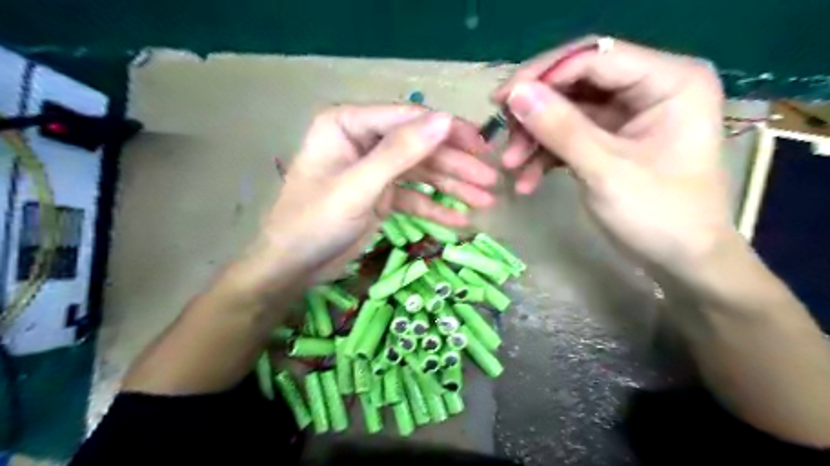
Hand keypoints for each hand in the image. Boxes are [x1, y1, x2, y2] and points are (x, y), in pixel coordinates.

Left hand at [257, 103, 494, 275]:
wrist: (292, 267)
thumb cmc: (314, 222)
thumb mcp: (358, 187)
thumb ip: (400, 152)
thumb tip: (445, 120)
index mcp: (348, 124)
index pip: (407, 119)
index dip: (447, 132)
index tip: (481, 147)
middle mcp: (363, 140)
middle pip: (419, 147)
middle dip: (456, 165)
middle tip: (491, 180)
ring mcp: (374, 169)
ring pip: (421, 173)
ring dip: (453, 188)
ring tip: (486, 201)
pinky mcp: (380, 196)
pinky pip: (414, 197)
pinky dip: (435, 209)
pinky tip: (460, 221)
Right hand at [491, 39, 731, 275]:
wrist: (679, 261)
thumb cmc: (659, 215)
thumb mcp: (606, 170)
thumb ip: (560, 129)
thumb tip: (515, 94)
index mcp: (668, 81)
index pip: (594, 58)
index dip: (543, 74)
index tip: (502, 99)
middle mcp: (648, 88)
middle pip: (576, 83)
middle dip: (536, 112)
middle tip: (503, 135)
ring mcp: (627, 115)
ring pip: (566, 111)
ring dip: (535, 138)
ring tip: (511, 167)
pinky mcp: (610, 139)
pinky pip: (568, 136)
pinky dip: (545, 156)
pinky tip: (527, 181)